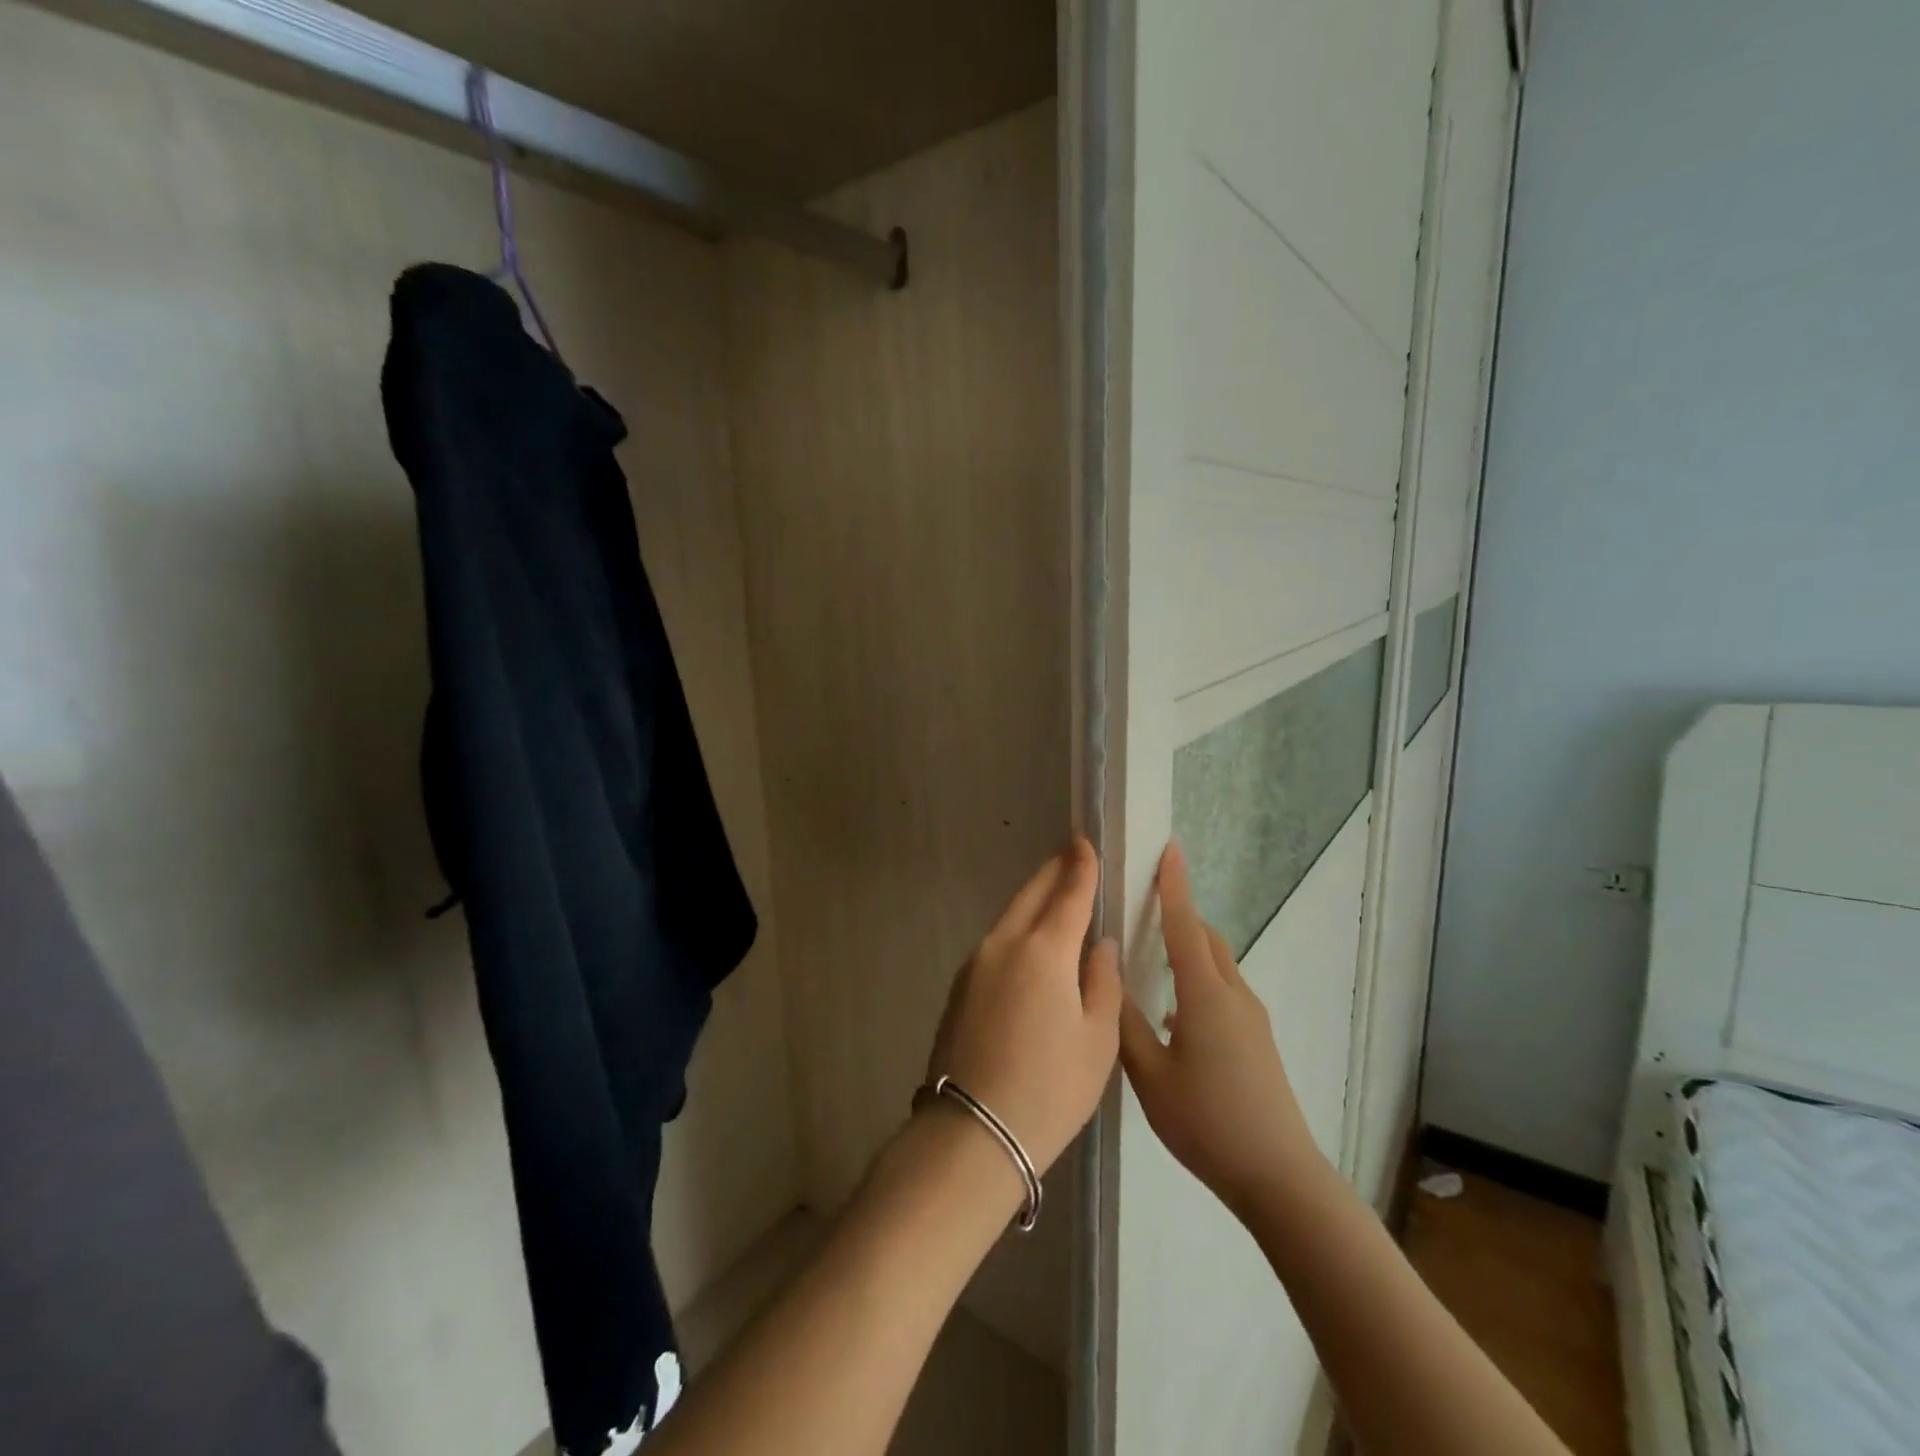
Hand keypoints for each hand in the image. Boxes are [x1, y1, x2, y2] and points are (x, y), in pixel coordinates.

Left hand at [925, 838, 1121, 1176]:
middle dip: (1053, 872)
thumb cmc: (1051, 1088)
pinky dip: (1018, 929)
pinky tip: (1031, 944)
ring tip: (1056, 896)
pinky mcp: (960, 985)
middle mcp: (1004, 943)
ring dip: (1034, 900)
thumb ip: (1102, 981)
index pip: (1068, 892)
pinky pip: (997, 941)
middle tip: (1072, 856)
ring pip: (1010, 916)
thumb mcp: (1097, 1040)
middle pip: (1032, 894)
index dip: (1080, 865)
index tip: (1084, 840)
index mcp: (1044, 950)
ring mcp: (975, 963)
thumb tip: (1099, 945)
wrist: (974, 1132)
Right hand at [1118, 843, 1329, 1219]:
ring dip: (1190, 948)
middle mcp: (1233, 995)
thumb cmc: (1206, 1121)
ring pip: (1217, 965)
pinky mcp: (1258, 1040)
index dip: (1174, 886)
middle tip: (1146, 904)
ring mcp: (1251, 1018)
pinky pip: (1224, 990)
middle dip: (1180, 914)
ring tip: (1154, 955)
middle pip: (1205, 938)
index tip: (1169, 849)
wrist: (1278, 1176)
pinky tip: (1174, 1015)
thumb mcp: (1149, 1074)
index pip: (1184, 925)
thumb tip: (1108, 974)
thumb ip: (1124, 1022)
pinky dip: (1199, 980)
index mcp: (1204, 994)